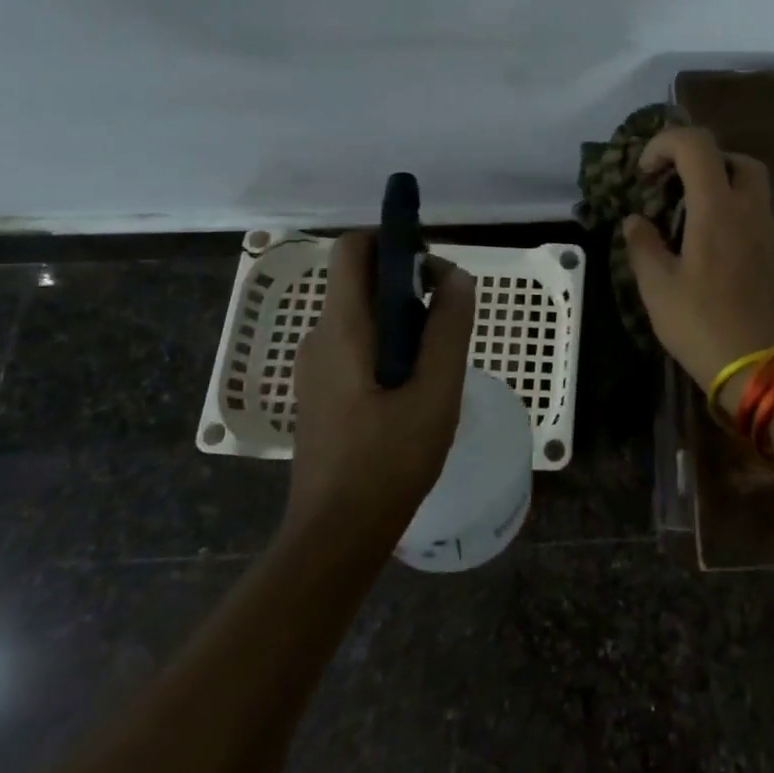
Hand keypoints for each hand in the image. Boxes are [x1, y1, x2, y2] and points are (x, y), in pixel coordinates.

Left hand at [288, 231, 474, 531]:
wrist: (337, 533)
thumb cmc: (389, 459)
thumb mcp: (436, 391)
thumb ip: (449, 328)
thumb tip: (457, 277)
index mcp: (343, 329)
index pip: (353, 250)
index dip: (392, 239)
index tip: (433, 263)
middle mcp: (320, 338)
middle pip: (360, 281)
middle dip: (407, 282)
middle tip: (449, 315)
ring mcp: (316, 368)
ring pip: (362, 316)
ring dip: (403, 317)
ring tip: (439, 358)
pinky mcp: (321, 393)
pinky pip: (357, 345)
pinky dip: (389, 345)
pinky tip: (416, 386)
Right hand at [622, 127, 773, 412]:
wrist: (761, 367)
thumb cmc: (702, 325)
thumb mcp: (658, 288)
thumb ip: (643, 245)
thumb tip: (635, 220)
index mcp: (718, 208)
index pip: (697, 145)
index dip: (664, 144)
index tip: (643, 174)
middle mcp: (749, 209)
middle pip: (733, 158)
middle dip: (699, 160)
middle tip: (671, 186)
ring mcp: (767, 231)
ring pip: (749, 184)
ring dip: (716, 184)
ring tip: (684, 214)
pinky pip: (753, 212)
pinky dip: (729, 209)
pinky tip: (704, 242)